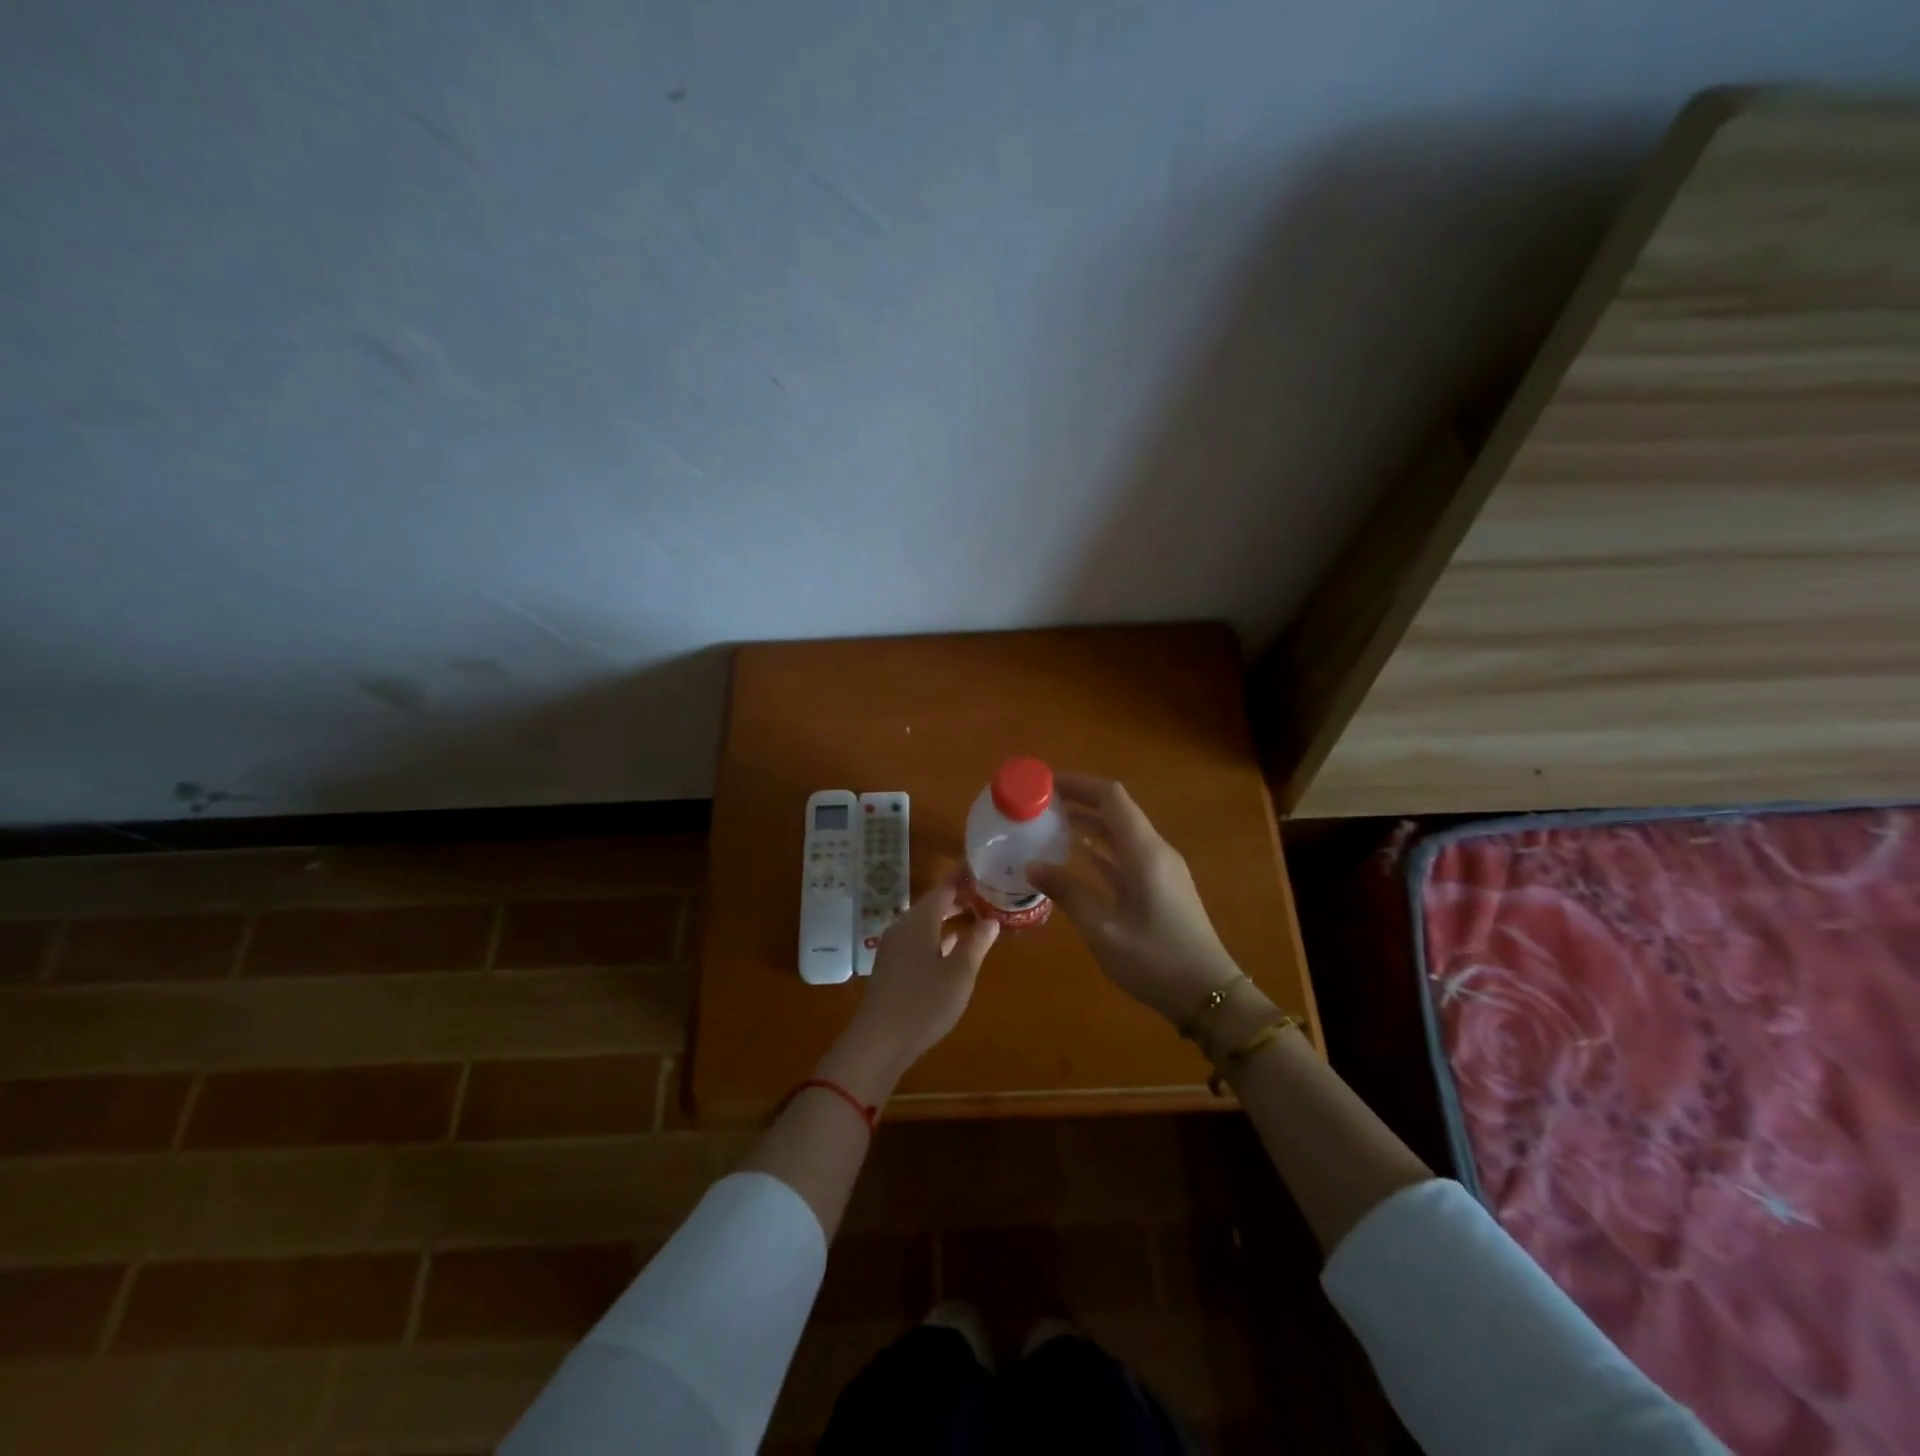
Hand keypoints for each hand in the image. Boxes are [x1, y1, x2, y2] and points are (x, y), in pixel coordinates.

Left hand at [819, 866, 999, 1100]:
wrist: (879, 1041)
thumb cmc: (924, 1003)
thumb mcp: (959, 974)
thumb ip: (976, 943)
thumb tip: (991, 920)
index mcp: (919, 921)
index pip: (944, 888)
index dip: (963, 877)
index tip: (982, 867)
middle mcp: (903, 926)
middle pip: (933, 903)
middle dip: (959, 897)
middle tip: (987, 893)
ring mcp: (894, 946)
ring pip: (925, 921)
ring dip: (949, 917)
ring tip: (976, 917)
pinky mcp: (891, 965)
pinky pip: (917, 938)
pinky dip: (937, 935)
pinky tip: (952, 946)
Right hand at [1026, 773, 1240, 1025]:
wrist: (1208, 996)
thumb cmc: (1155, 960)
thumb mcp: (1103, 929)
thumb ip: (1068, 893)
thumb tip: (1032, 865)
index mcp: (1144, 852)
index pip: (1111, 798)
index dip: (1079, 784)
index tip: (1046, 783)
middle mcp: (1155, 851)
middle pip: (1117, 809)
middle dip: (1080, 800)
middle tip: (1041, 802)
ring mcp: (1161, 869)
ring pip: (1122, 831)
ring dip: (1090, 822)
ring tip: (1051, 823)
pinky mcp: (1162, 886)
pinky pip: (1128, 853)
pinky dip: (1102, 847)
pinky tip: (1078, 853)